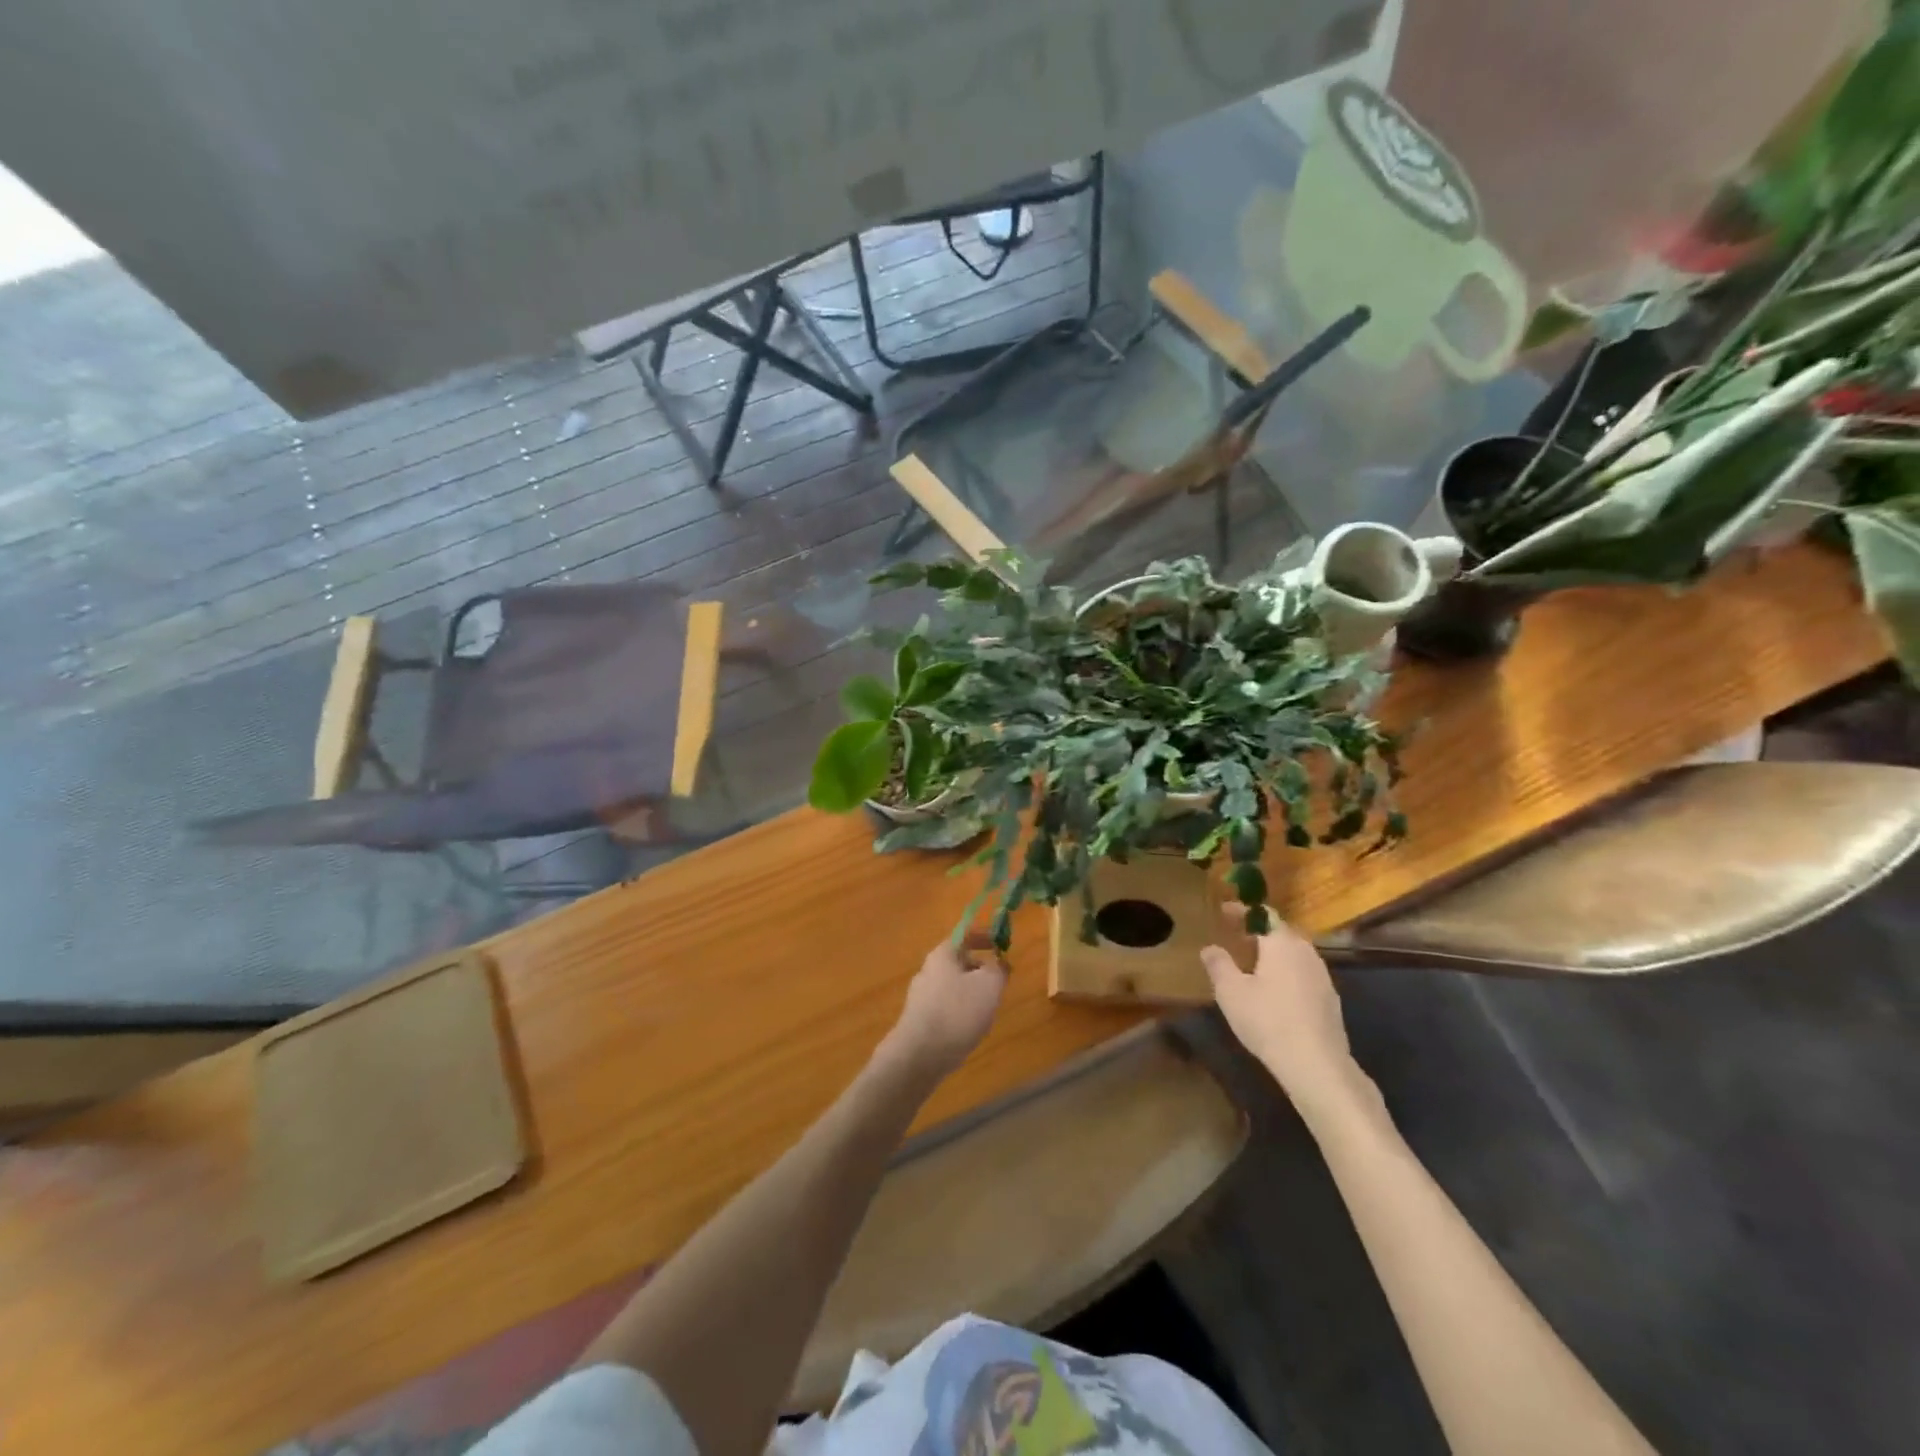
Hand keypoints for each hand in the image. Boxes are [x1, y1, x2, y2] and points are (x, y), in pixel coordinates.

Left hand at [882, 935, 1007, 1081]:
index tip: (1002, 945)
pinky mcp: (920, 1020)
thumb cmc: (957, 1012)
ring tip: (988, 1010)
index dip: (985, 936)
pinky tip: (970, 1030)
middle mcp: (928, 970)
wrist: (919, 1055)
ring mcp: (921, 996)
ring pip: (954, 986)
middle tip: (999, 983)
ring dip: (973, 993)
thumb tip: (999, 963)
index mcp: (942, 955)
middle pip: (959, 961)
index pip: (965, 935)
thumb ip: (998, 969)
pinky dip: (962, 1012)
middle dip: (980, 969)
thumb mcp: (989, 985)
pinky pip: (946, 1007)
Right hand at [1201, 908, 1369, 1118]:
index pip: (1263, 914)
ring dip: (1274, 952)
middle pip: (1281, 932)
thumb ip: (1218, 964)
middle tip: (1237, 937)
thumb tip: (1209, 948)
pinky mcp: (1330, 999)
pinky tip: (1276, 992)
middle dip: (1259, 931)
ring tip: (1254, 964)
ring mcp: (1322, 976)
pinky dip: (1287, 972)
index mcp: (1281, 943)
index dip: (1242, 911)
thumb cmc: (1267, 1020)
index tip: (1224, 911)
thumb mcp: (1230, 992)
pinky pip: (1304, 973)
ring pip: (1295, 953)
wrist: (1317, 1064)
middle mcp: (1305, 952)